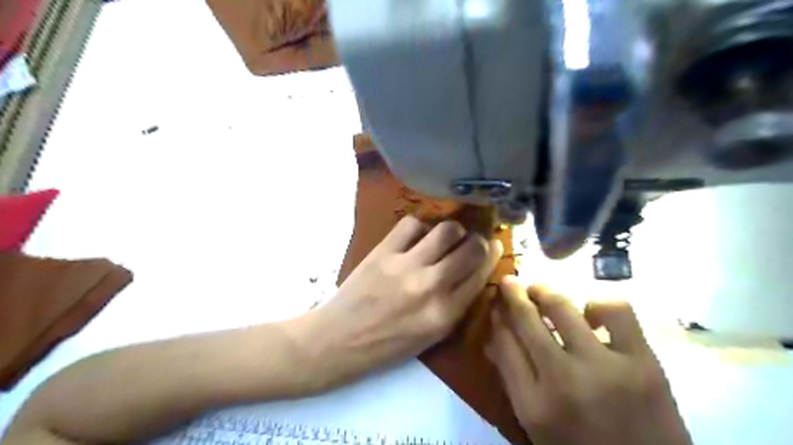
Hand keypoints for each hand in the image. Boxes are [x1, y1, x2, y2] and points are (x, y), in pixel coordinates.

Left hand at [297, 215, 500, 391]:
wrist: (340, 339)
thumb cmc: (388, 344)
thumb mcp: (431, 335)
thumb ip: (456, 305)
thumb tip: (474, 272)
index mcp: (445, 314)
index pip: (481, 274)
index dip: (492, 255)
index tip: (495, 245)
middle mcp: (430, 286)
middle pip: (470, 248)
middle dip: (478, 240)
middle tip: (473, 239)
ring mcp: (406, 266)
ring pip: (446, 230)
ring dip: (453, 230)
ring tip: (446, 236)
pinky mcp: (383, 252)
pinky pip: (412, 224)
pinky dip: (420, 227)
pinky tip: (418, 236)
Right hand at [487, 279, 691, 444]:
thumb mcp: (537, 426)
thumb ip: (513, 381)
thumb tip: (492, 339)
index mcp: (533, 405)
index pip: (503, 344)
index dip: (497, 317)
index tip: (495, 304)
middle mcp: (562, 381)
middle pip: (527, 321)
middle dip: (512, 294)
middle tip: (509, 281)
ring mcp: (604, 368)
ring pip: (562, 307)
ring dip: (545, 292)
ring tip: (541, 291)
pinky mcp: (643, 362)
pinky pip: (615, 311)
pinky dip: (598, 304)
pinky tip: (591, 313)